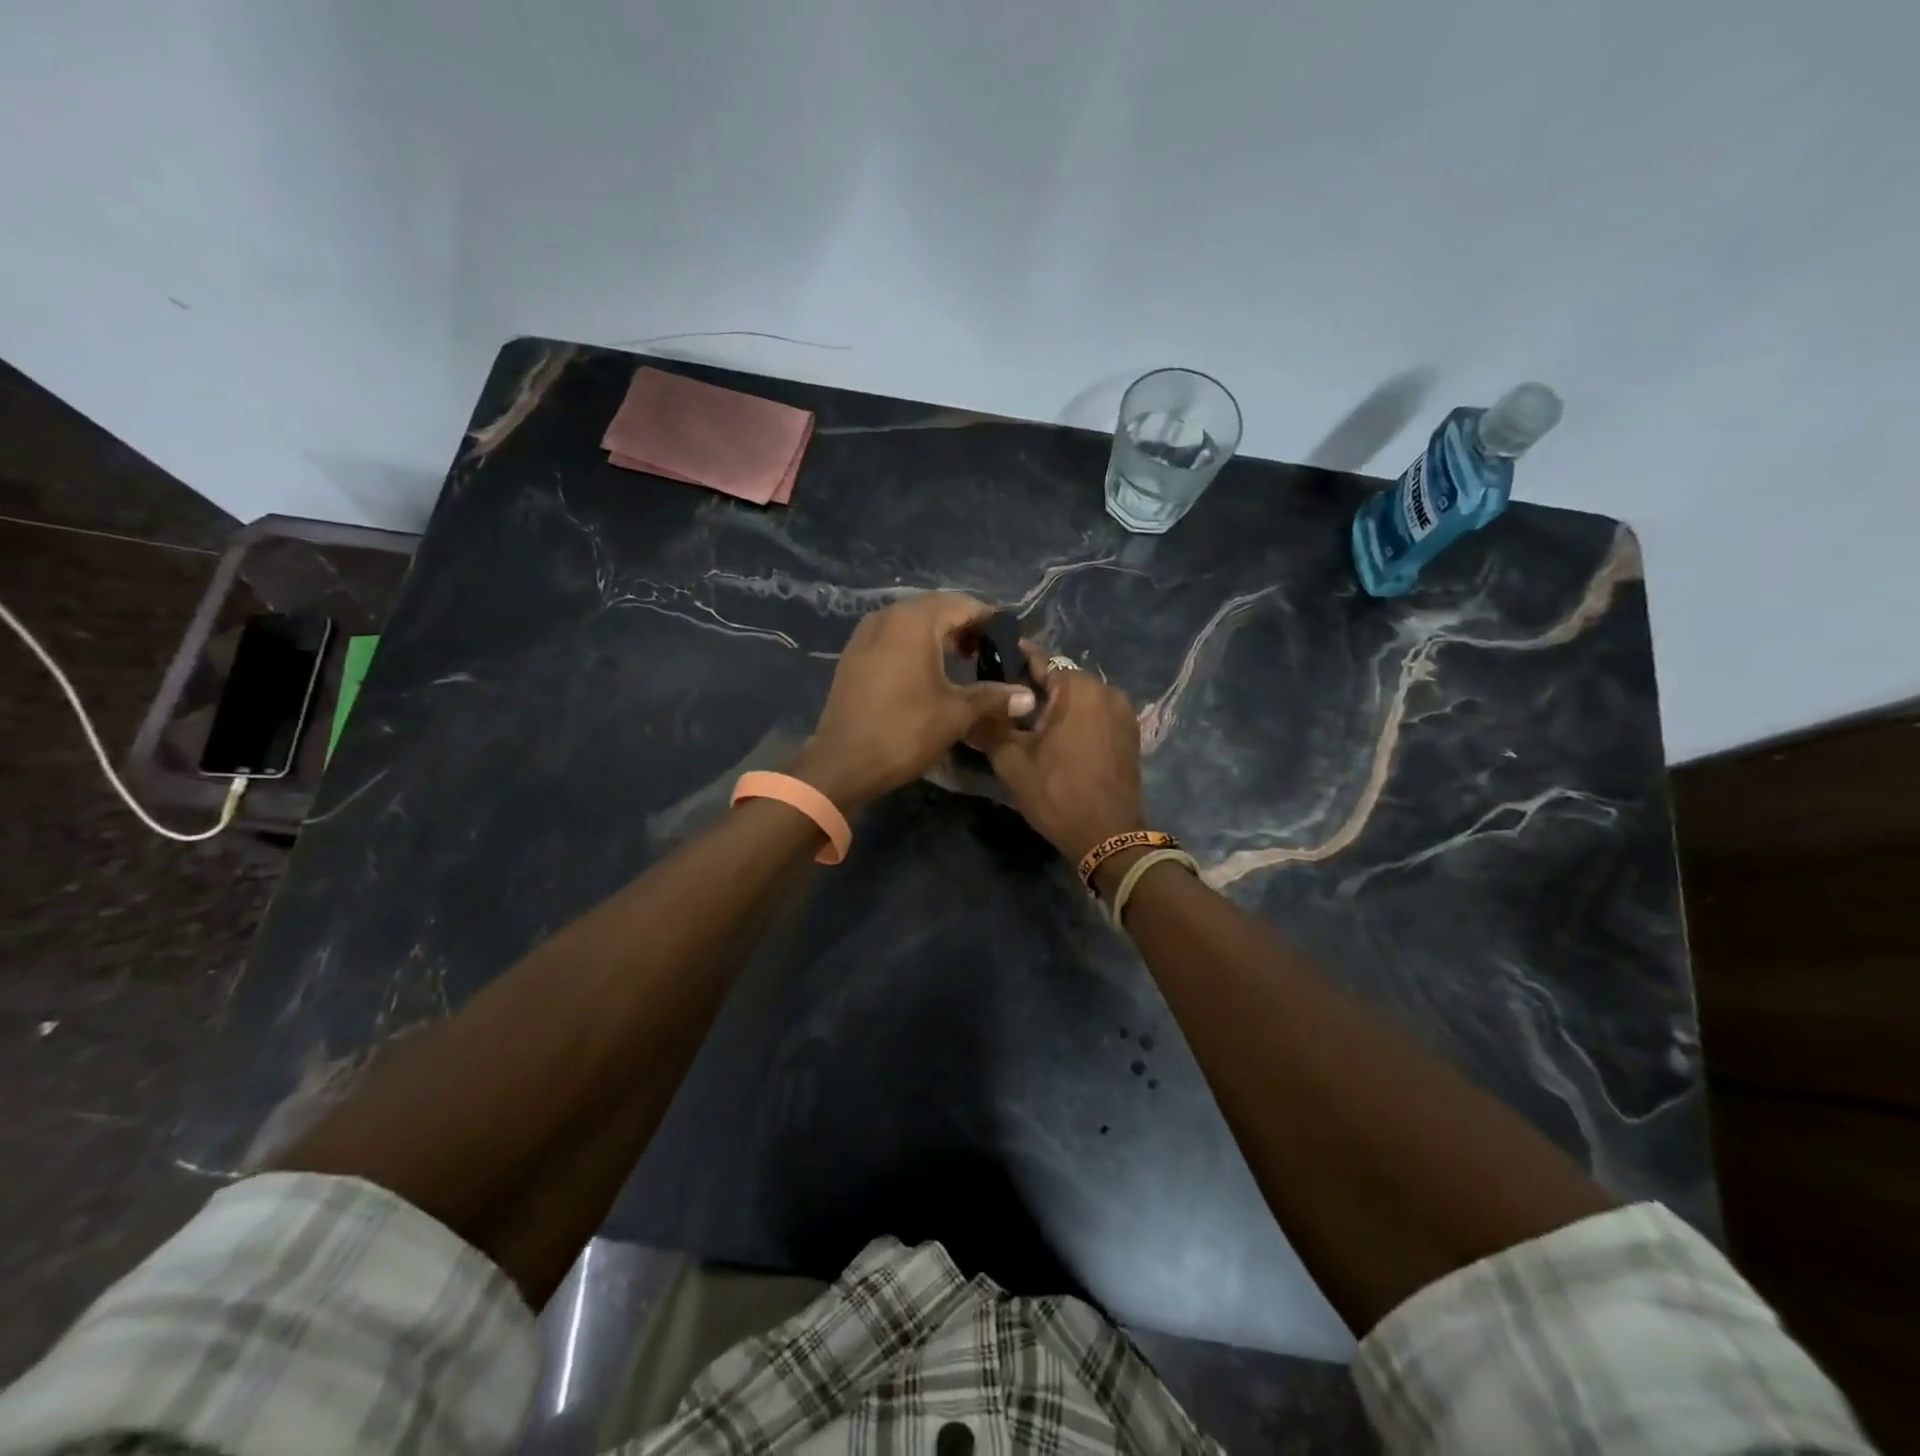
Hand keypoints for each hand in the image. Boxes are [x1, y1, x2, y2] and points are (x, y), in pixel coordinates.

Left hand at [790, 593, 1037, 810]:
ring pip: (913, 622)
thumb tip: (1028, 696)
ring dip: (941, 636)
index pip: (964, 604)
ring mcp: (866, 634)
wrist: (842, 763)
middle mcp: (888, 616)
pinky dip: (917, 646)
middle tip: (990, 652)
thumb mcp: (956, 714)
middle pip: (937, 608)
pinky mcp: (855, 655)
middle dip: (966, 626)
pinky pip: (894, 637)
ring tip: (966, 661)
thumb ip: (994, 697)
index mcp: (914, 621)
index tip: (1012, 642)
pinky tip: (930, 672)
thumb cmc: (904, 732)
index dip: (991, 621)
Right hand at [970, 661, 1145, 862]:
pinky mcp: (1129, 733)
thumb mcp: (1012, 762)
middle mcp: (1106, 690)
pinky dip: (1074, 719)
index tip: (987, 666)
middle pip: (1060, 678)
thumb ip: (988, 726)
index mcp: (1078, 688)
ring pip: (1078, 697)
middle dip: (1031, 688)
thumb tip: (967, 709)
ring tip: (1025, 724)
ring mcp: (1123, 712)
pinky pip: (1094, 714)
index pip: (1039, 659)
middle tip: (1001, 704)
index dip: (1010, 661)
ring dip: (1054, 706)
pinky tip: (1054, 739)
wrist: (1109, 837)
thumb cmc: (1058, 794)